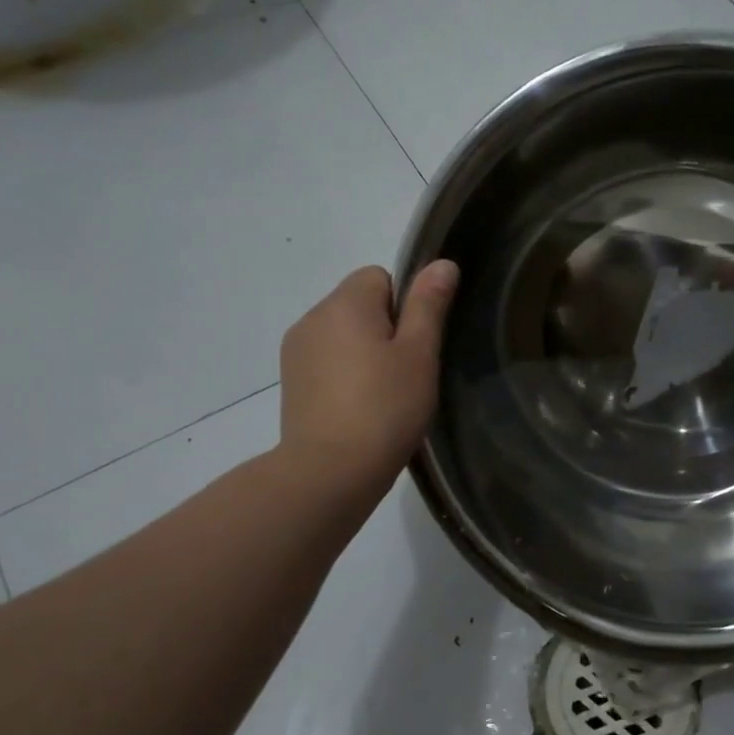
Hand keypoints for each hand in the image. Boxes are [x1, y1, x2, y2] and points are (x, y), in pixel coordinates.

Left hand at [276, 261, 458, 509]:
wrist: (329, 471)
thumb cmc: (385, 408)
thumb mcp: (419, 353)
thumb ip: (429, 304)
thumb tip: (442, 263)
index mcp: (345, 303)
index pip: (380, 276)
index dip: (406, 306)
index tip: (414, 345)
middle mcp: (313, 316)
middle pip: (359, 303)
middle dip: (385, 328)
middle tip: (405, 373)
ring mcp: (296, 350)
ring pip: (343, 333)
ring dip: (363, 351)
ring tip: (382, 394)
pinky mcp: (291, 381)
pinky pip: (327, 359)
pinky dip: (344, 373)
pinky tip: (358, 407)